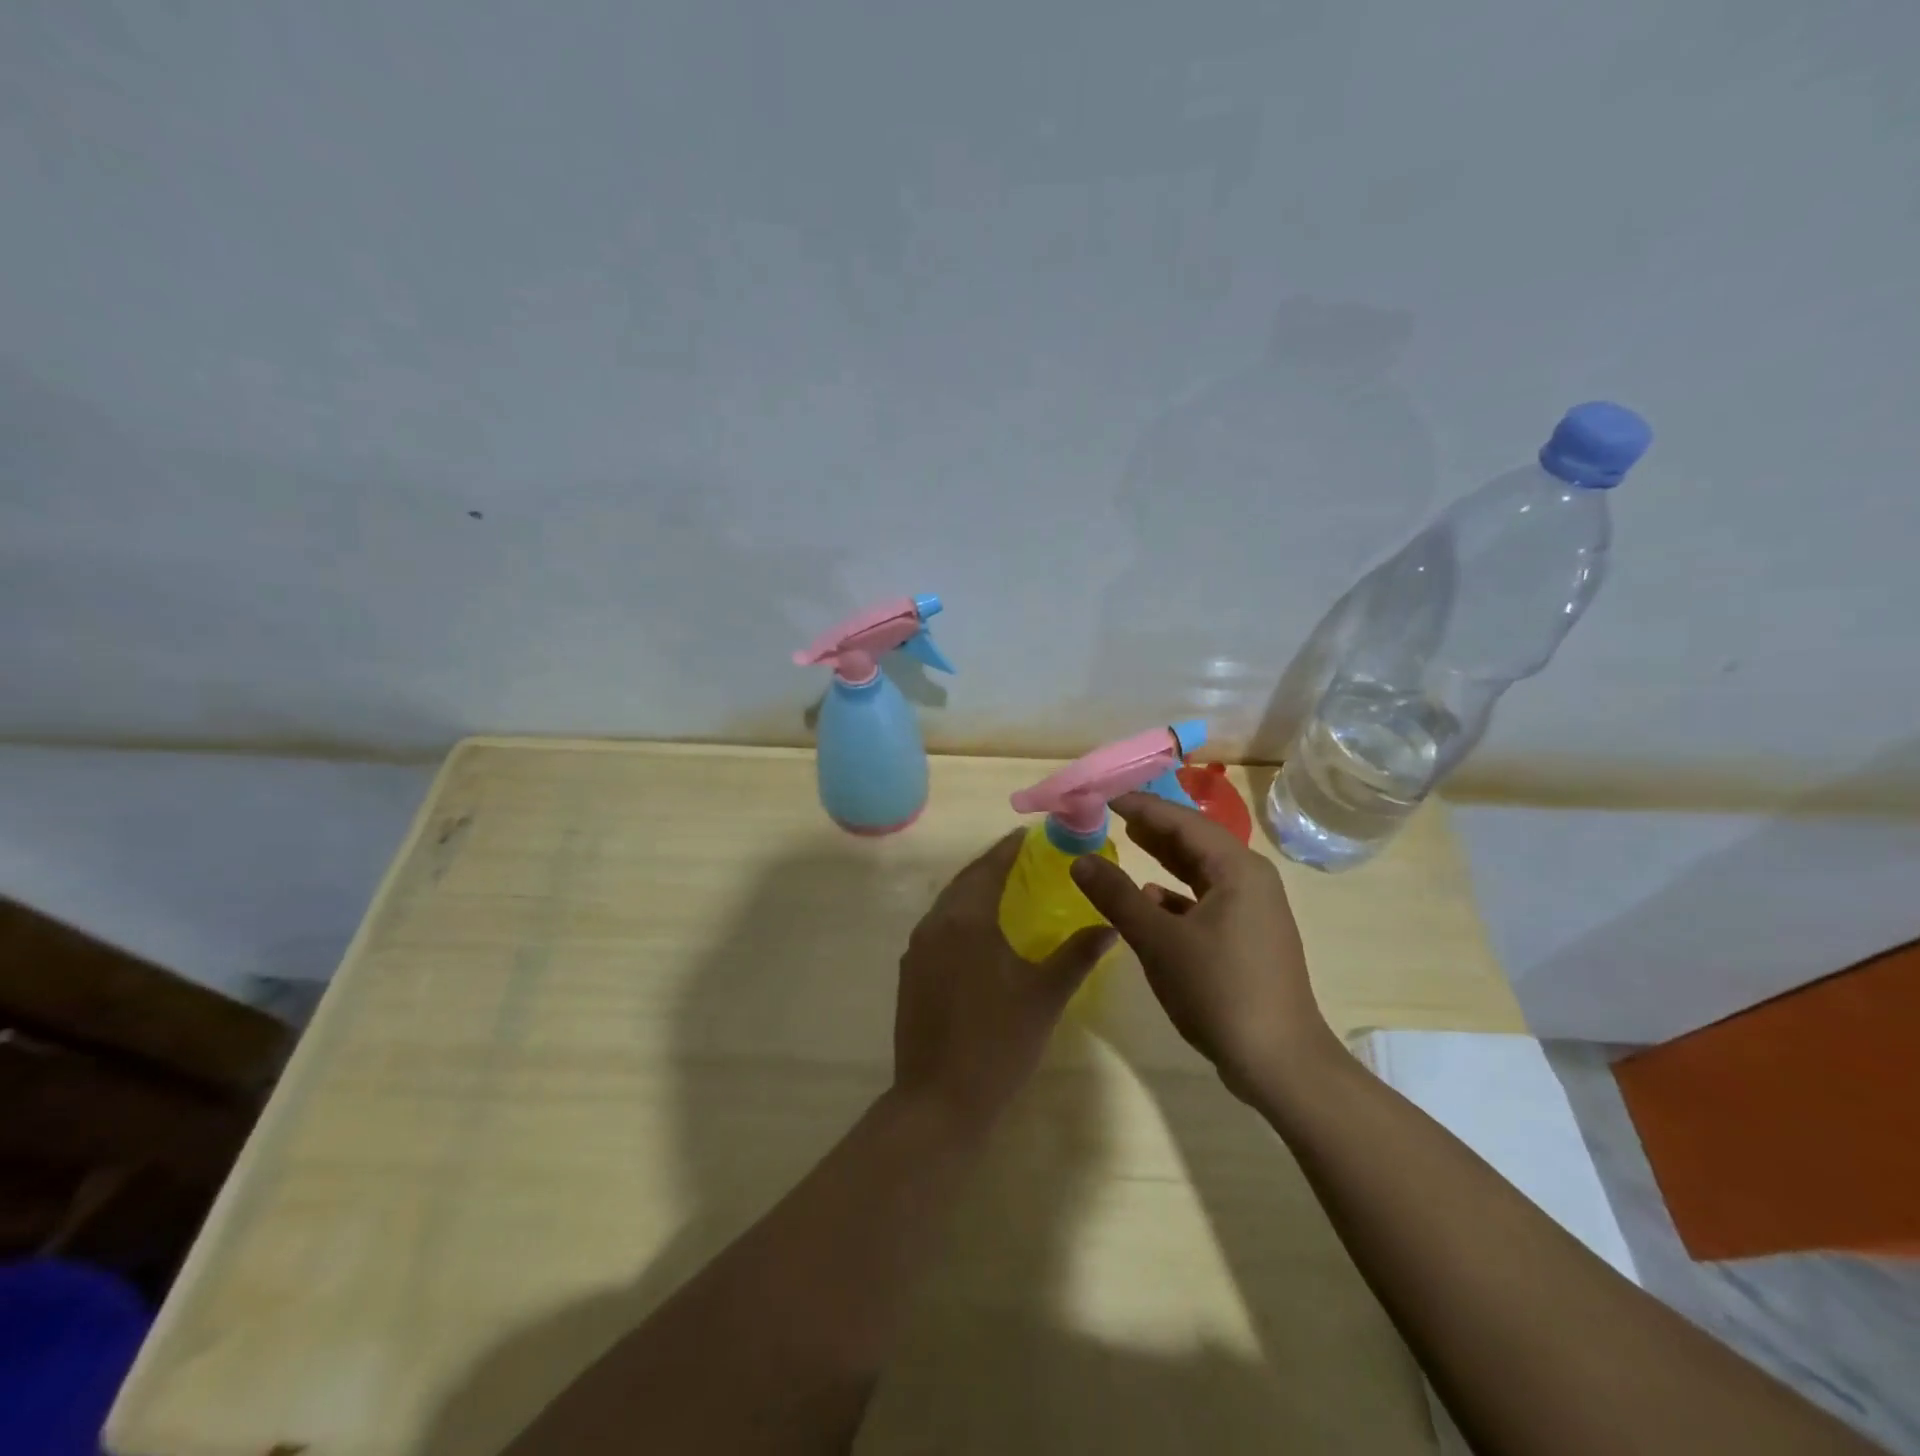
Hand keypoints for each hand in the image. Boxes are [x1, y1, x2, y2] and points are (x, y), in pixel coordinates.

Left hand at [893, 831, 1113, 1128]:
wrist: (938, 1101)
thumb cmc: (997, 1042)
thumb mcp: (1045, 995)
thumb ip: (1077, 954)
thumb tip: (1110, 923)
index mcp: (965, 920)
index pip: (989, 868)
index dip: (1009, 848)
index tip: (1029, 834)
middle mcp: (934, 924)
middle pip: (965, 881)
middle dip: (992, 865)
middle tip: (1022, 857)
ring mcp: (916, 950)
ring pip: (948, 905)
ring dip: (974, 890)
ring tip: (1005, 887)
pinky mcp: (910, 973)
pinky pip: (937, 928)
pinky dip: (960, 916)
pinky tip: (980, 931)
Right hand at [1070, 793, 1339, 1101]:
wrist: (1278, 1062)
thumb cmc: (1218, 990)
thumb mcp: (1158, 940)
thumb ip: (1117, 896)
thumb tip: (1081, 860)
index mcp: (1236, 868)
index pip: (1181, 820)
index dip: (1140, 805)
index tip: (1103, 795)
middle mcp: (1250, 879)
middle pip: (1195, 839)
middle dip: (1153, 825)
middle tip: (1110, 812)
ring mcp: (1253, 909)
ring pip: (1201, 869)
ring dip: (1164, 856)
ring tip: (1127, 839)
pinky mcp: (1248, 936)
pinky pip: (1207, 897)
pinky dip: (1177, 892)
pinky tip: (1150, 898)